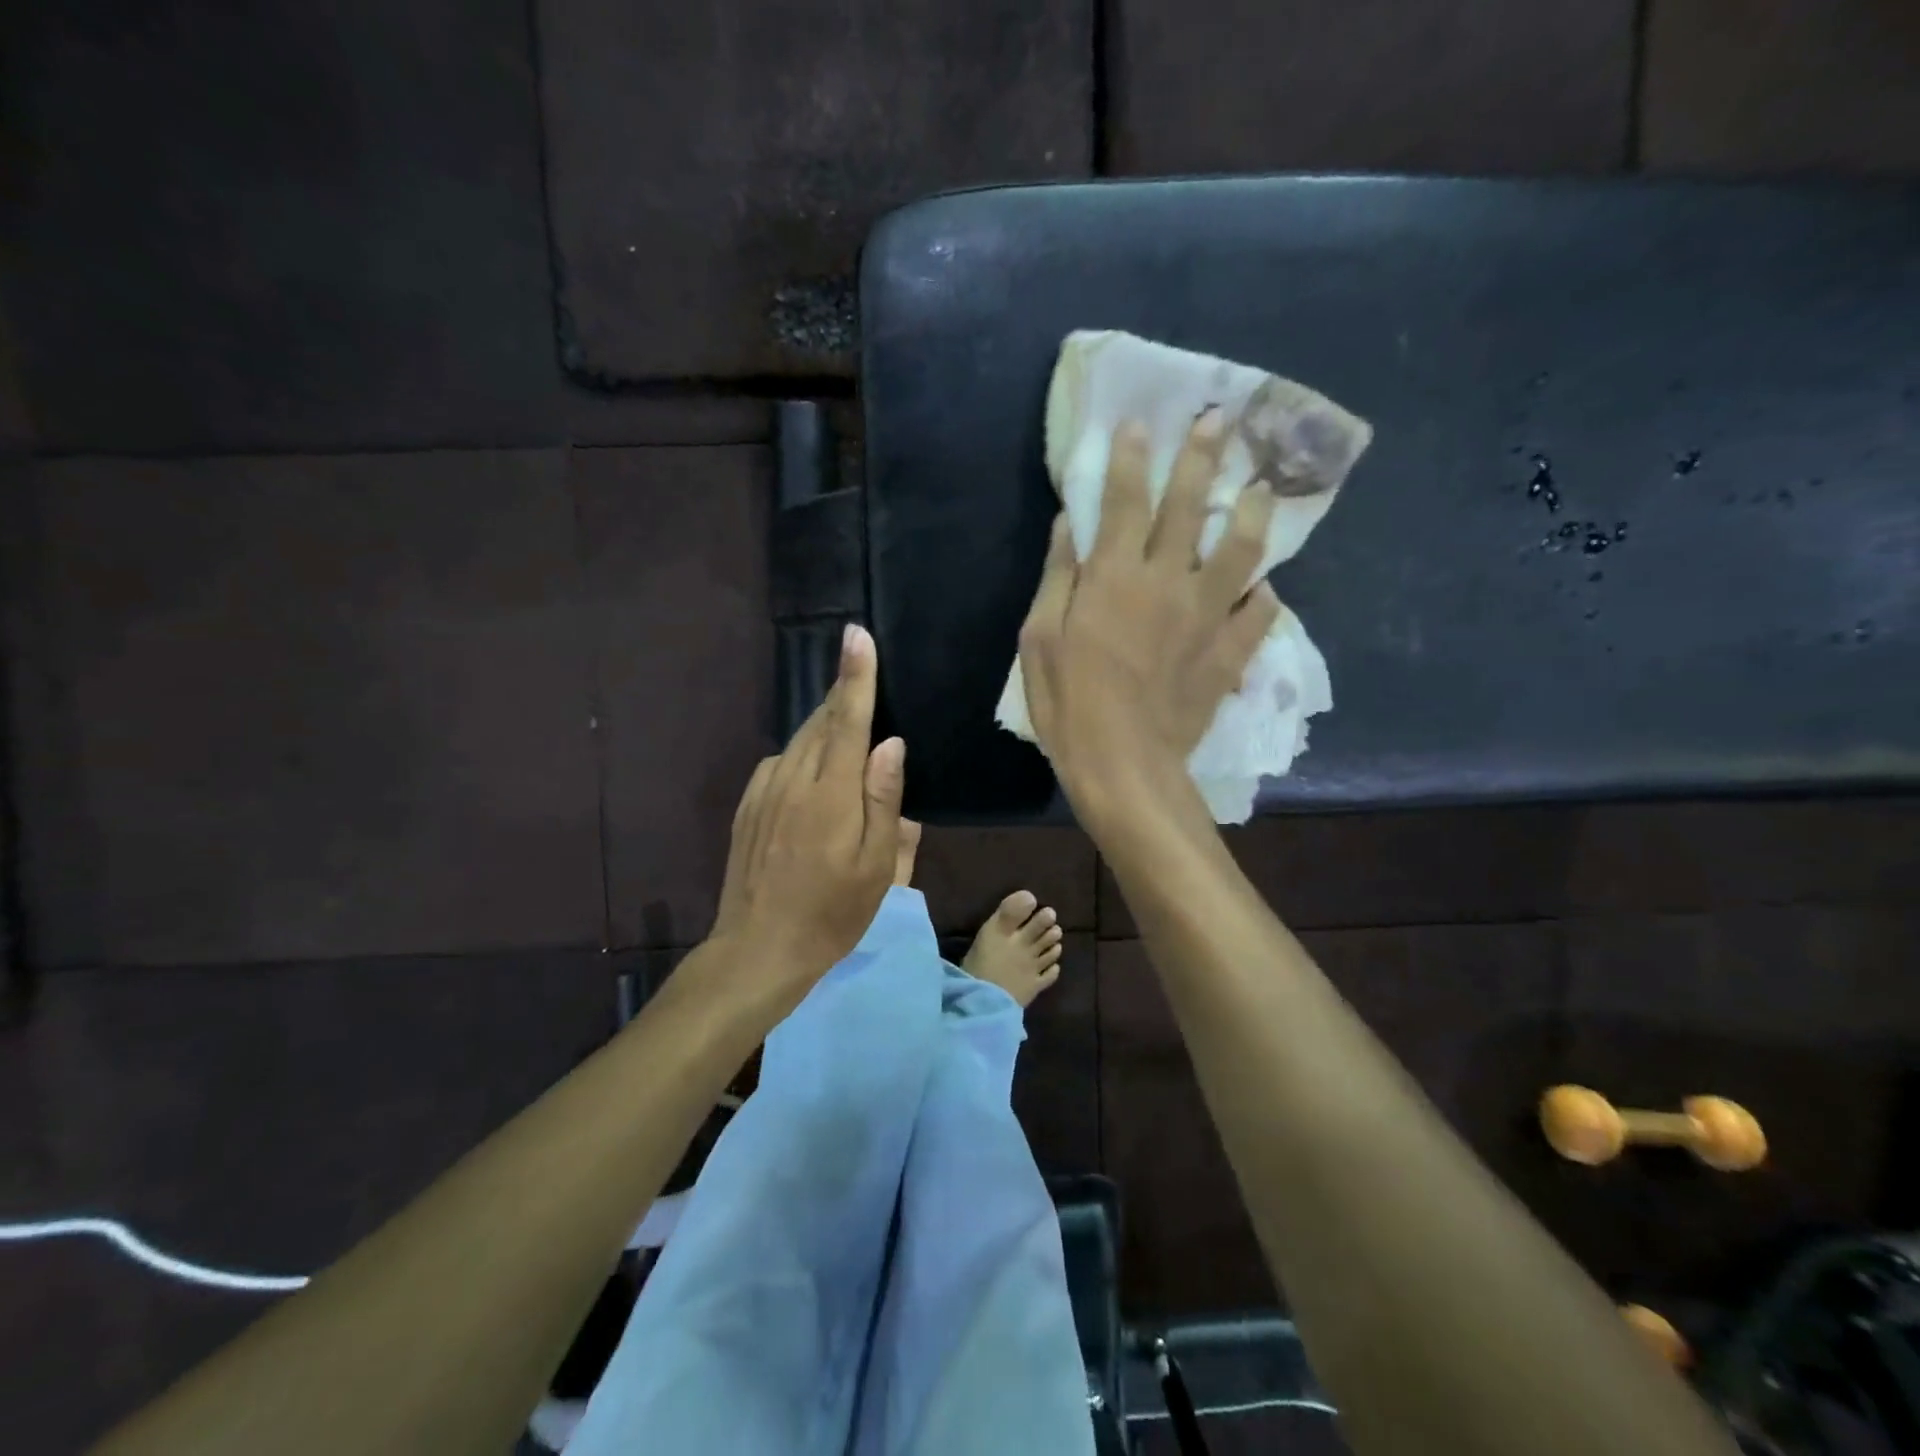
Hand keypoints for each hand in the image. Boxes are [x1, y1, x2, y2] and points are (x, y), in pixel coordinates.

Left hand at [710, 623, 904, 998]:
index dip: (856, 676)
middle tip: (866, 679)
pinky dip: (804, 754)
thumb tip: (890, 744)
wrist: (758, 949)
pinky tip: (815, 777)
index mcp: (830, 792)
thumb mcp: (877, 866)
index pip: (847, 719)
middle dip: (844, 696)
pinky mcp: (748, 806)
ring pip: (800, 740)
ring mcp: (764, 791)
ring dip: (825, 726)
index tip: (857, 635)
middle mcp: (792, 779)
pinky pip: (782, 762)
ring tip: (849, 732)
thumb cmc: (832, 913)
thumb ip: (883, 799)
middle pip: (821, 721)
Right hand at [1018, 410, 1278, 807]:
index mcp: (1114, 576)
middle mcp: (1166, 582)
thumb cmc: (1068, 704)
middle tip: (1218, 420)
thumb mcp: (1039, 639)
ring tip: (1262, 489)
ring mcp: (1206, 616)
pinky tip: (1264, 587)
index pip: (1125, 500)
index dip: (1131, 457)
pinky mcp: (1229, 652)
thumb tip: (1068, 523)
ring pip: (1242, 549)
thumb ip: (1058, 576)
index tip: (1139, 422)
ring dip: (1253, 512)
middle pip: (1189, 506)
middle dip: (1202, 456)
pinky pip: (1260, 613)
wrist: (1123, 764)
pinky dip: (1264, 596)